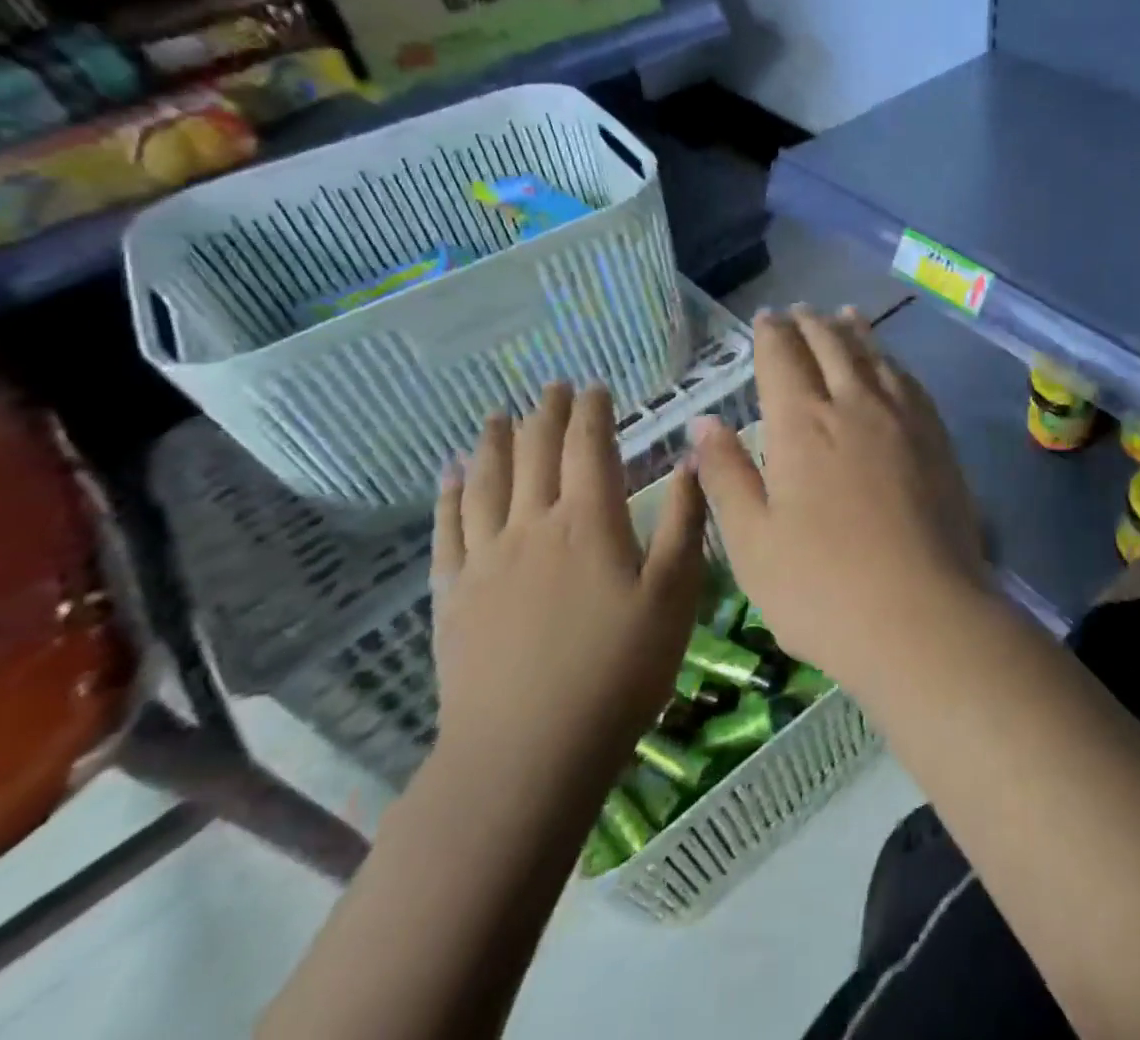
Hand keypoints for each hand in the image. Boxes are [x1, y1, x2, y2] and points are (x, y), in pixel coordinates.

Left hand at [430, 384, 705, 786]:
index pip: (588, 445)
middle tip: (552, 388)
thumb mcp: (674, 595)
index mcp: (589, 521)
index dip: (592, 411)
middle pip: (535, 452)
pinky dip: (449, 492)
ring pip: (486, 480)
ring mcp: (486, 558)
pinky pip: (448, 527)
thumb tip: (690, 459)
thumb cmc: (618, 671)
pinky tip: (450, 474)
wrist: (527, 752)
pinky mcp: (454, 594)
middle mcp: (532, 524)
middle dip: (546, 414)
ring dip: (493, 441)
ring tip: (497, 415)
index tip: (595, 387)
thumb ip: (684, 521)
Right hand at [690, 306, 986, 691]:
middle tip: (800, 311)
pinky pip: (911, 382)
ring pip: (875, 358)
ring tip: (845, 315)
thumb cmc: (821, 587)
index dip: (771, 334)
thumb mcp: (751, 541)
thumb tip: (703, 423)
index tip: (766, 318)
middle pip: (831, 346)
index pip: (783, 358)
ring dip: (855, 332)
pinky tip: (892, 366)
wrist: (922, 616)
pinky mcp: (937, 441)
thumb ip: (726, 475)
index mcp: (801, 424)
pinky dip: (893, 362)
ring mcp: (902, 420)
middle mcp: (854, 405)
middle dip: (811, 324)